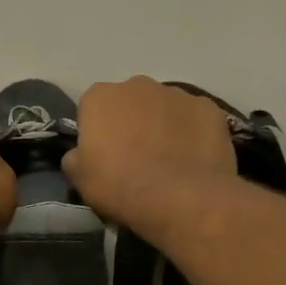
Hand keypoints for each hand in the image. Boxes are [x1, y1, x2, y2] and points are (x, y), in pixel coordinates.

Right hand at [65, 77, 239, 231]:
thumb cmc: (119, 185)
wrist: (179, 199)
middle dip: (131, 121)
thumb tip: (81, 154)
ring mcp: (177, 94)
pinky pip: (195, 118)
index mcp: (100, 96)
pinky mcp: (210, 109)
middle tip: (135, 156)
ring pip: (164, 107)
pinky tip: (193, 158)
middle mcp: (137, 85)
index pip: (92, 107)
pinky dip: (193, 132)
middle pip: (130, 101)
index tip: (103, 154)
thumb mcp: (79, 177)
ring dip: (162, 124)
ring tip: (168, 160)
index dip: (97, 131)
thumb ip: (75, 156)